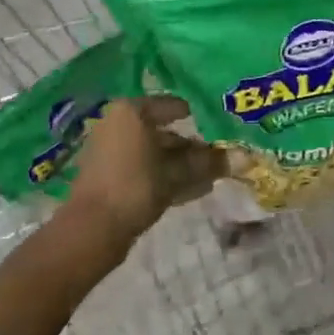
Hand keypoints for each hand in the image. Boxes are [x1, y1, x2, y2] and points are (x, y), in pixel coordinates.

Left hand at [67, 97, 228, 243]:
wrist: (92, 228)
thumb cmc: (136, 187)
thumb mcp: (176, 174)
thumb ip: (207, 163)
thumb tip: (241, 158)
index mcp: (132, 111)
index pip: (174, 106)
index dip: (201, 118)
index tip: (222, 131)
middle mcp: (118, 123)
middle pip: (164, 131)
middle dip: (193, 147)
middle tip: (221, 159)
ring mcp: (111, 149)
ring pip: (155, 152)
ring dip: (182, 165)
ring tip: (212, 178)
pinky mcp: (109, 174)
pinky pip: (144, 168)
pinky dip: (165, 176)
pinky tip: (193, 190)